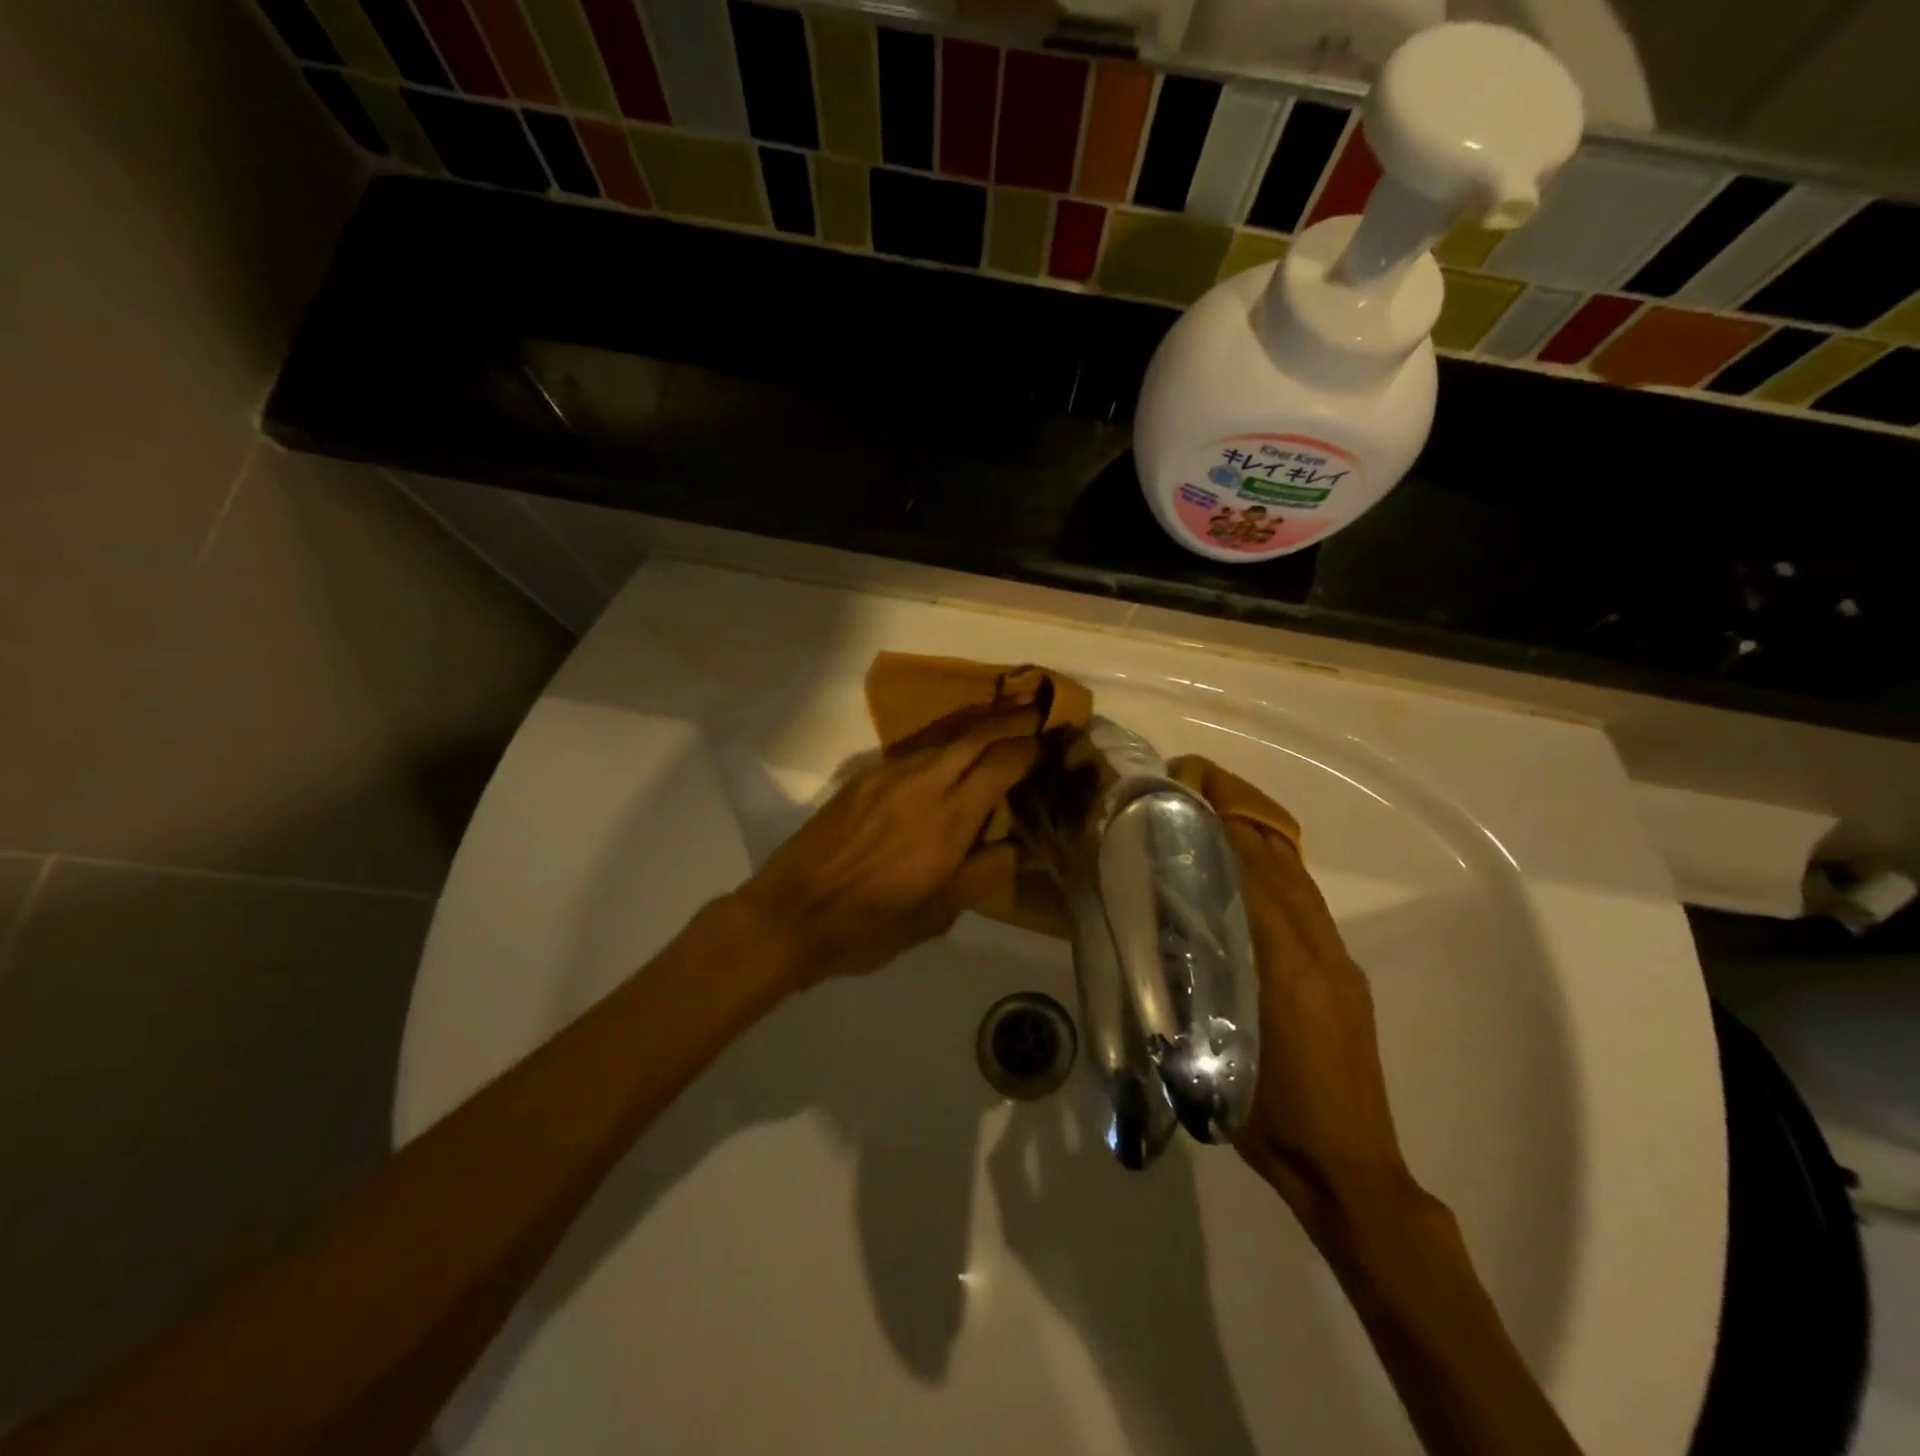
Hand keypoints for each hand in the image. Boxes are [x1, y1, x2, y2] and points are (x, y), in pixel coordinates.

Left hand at [732, 706, 1043, 987]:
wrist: (789, 914)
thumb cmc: (867, 926)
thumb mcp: (935, 916)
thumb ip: (981, 875)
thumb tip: (1018, 845)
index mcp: (948, 821)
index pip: (1002, 765)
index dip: (1031, 750)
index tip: (1052, 744)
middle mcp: (922, 785)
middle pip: (976, 737)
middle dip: (1011, 721)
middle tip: (1038, 713)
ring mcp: (888, 776)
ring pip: (944, 740)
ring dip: (977, 730)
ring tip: (1001, 728)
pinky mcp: (863, 779)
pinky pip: (916, 752)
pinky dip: (944, 747)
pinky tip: (950, 759)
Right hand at [1222, 812, 1423, 1241]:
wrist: (1349, 1170)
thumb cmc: (1271, 1118)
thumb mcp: (1215, 1051)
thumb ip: (1194, 987)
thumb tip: (1166, 933)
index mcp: (1287, 969)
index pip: (1254, 879)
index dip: (1225, 832)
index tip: (1193, 796)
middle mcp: (1320, 953)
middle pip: (1282, 869)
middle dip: (1242, 822)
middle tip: (1200, 791)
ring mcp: (1340, 965)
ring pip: (1301, 886)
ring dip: (1264, 845)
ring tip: (1222, 819)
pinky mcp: (1348, 981)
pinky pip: (1311, 911)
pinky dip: (1281, 879)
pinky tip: (1256, 878)